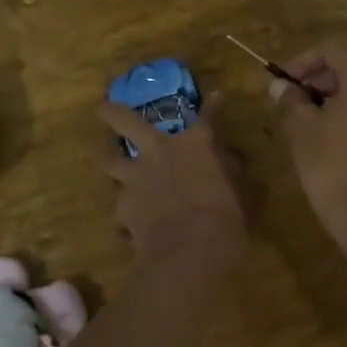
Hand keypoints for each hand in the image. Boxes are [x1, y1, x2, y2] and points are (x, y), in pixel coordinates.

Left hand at [97, 97, 246, 270]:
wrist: (189, 250)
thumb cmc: (226, 218)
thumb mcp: (244, 194)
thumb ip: (234, 175)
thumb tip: (232, 165)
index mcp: (196, 145)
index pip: (207, 117)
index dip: (213, 106)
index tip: (216, 96)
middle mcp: (159, 152)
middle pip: (126, 121)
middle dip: (112, 112)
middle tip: (102, 107)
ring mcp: (136, 179)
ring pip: (110, 163)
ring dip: (111, 163)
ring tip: (110, 165)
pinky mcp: (122, 208)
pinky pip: (119, 209)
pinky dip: (125, 216)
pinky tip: (129, 228)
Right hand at [268, 43, 346, 236]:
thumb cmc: (333, 166)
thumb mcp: (301, 130)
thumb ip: (291, 101)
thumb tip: (281, 88)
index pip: (332, 52)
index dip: (302, 64)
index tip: (284, 85)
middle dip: (324, 85)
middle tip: (298, 107)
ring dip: (345, 105)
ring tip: (319, 129)